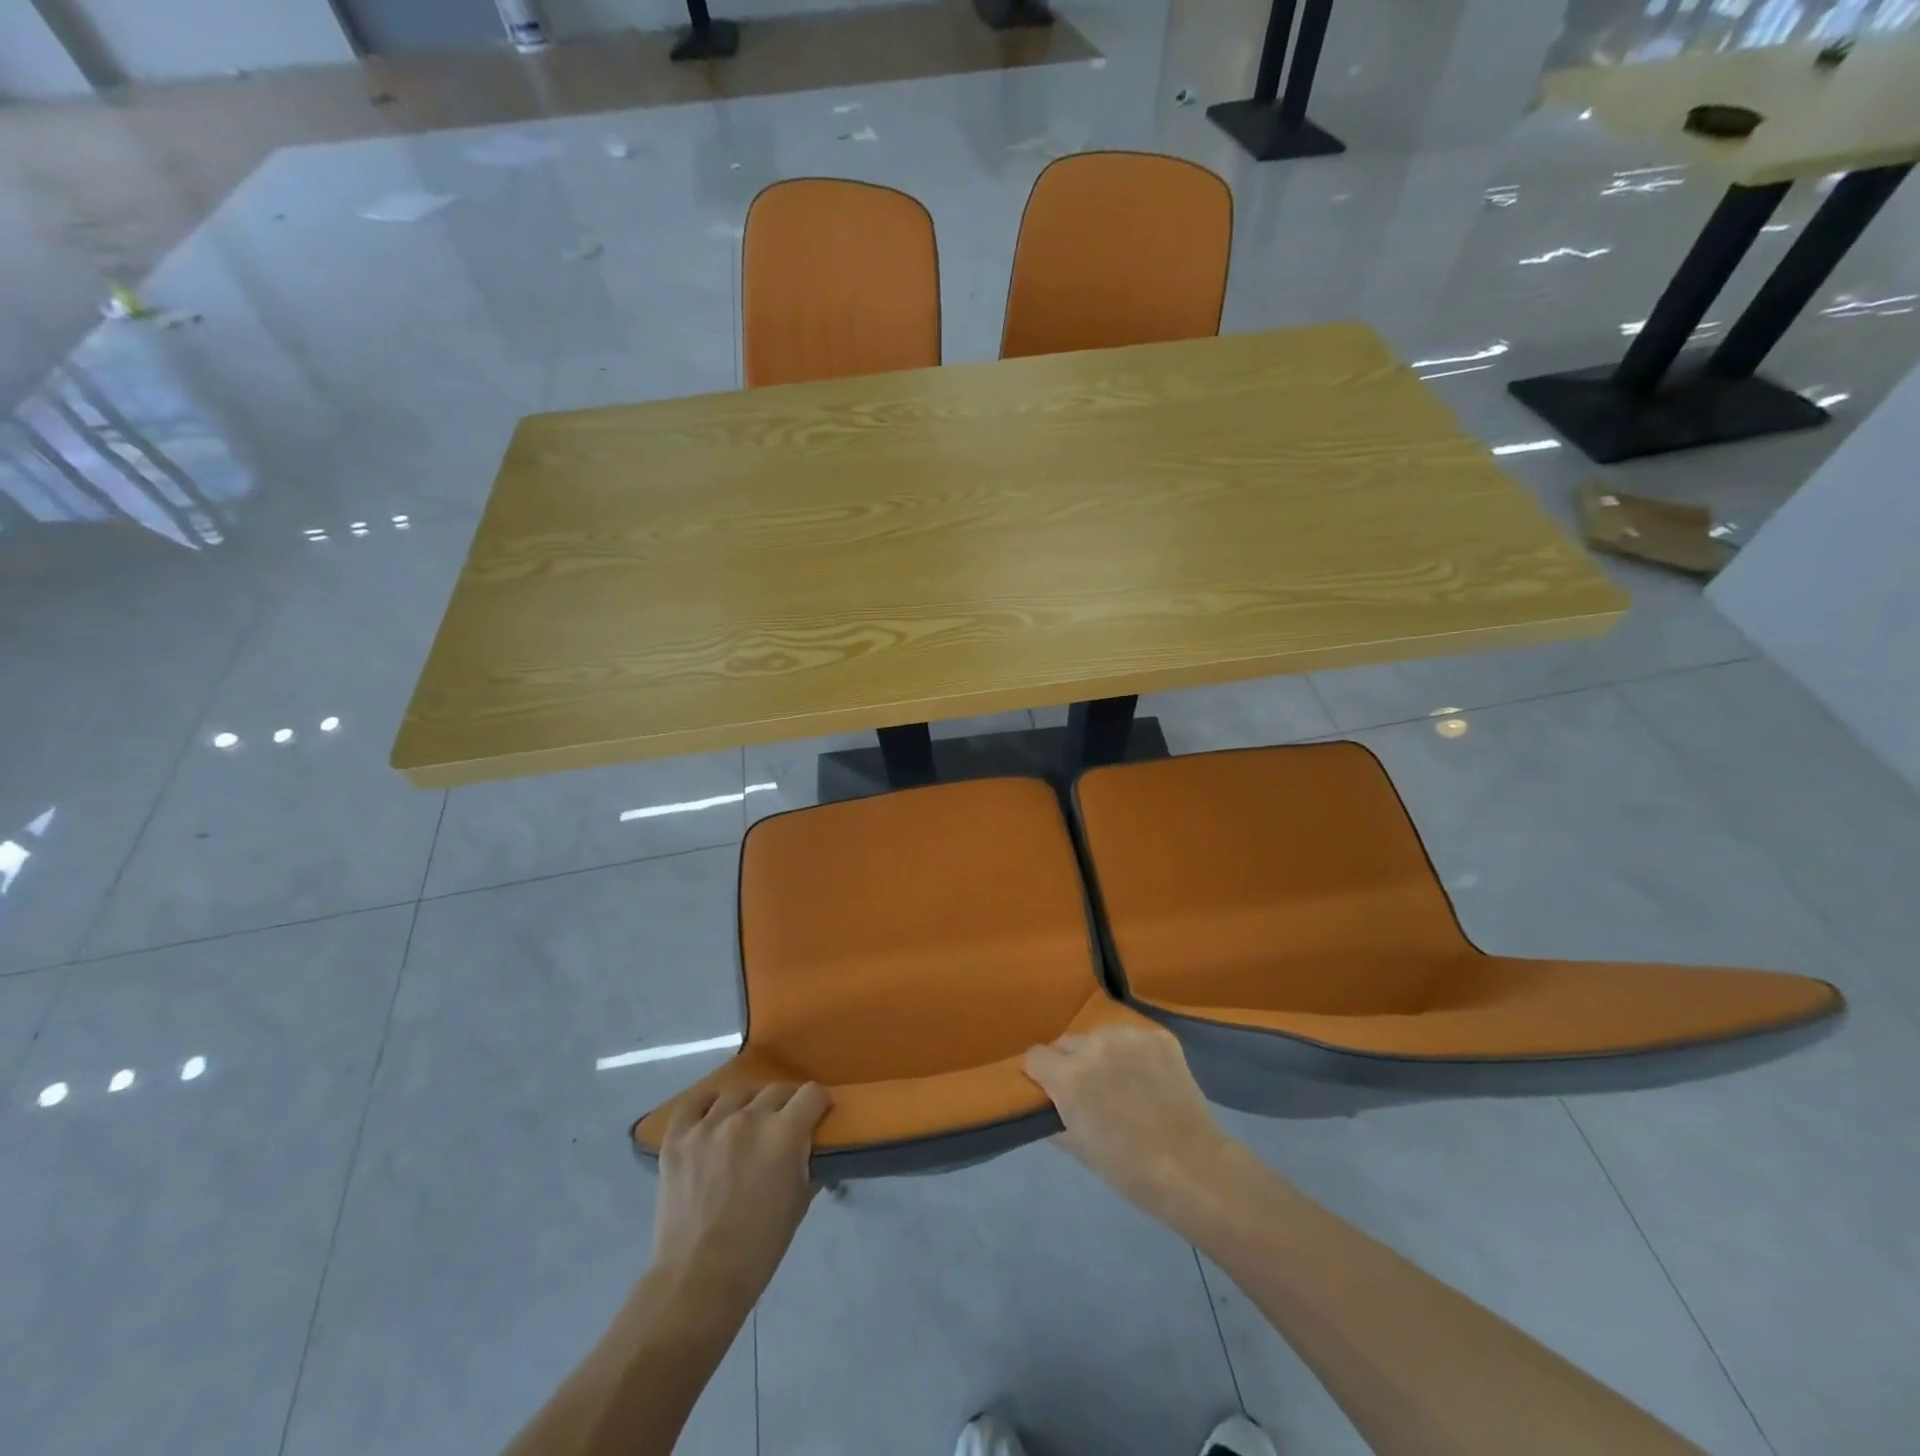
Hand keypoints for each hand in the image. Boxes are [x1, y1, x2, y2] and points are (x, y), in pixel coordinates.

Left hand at [652, 1083, 829, 1312]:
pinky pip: (694, 1104)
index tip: (816, 1117)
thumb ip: (807, 1162)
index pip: (812, 1093)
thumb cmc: (759, 1248)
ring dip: (748, 1106)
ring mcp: (709, 1125)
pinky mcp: (678, 1138)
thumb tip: (809, 1146)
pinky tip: (711, 1118)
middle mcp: (748, 1118)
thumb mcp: (799, 1203)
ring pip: (737, 1093)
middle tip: (783, 1127)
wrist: (698, 1282)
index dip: (818, 1104)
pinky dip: (706, 1106)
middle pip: (777, 1089)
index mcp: (784, 1133)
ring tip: (745, 1126)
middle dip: (786, 1105)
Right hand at [1024, 1024, 1243, 1222]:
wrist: (1193, 1167)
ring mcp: (1129, 1036)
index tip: (1050, 1090)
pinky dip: (1136, 1055)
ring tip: (1123, 1084)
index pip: (1035, 1056)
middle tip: (1090, 1092)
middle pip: (1068, 1043)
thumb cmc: (1129, 1170)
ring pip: (1101, 1037)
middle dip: (1071, 1063)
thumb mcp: (1079, 1150)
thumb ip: (1055, 1120)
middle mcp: (1094, 1045)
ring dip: (1103, 1055)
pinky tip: (1149, 1079)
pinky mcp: (1159, 1037)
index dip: (1040, 1074)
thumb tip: (1047, 1106)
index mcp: (1069, 1075)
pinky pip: (1134, 1039)